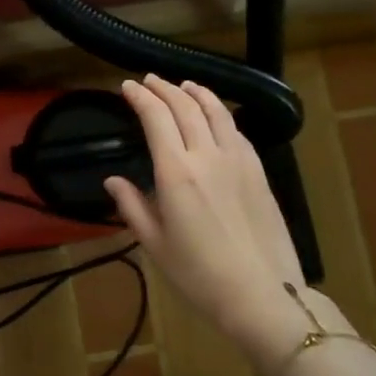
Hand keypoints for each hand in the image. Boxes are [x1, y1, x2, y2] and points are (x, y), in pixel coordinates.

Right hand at [105, 75, 351, 370]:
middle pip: (185, 107)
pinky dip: (221, 114)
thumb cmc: (199, 275)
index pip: (156, 118)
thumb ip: (132, 206)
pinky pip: (237, 131)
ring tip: (184, 85)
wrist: (262, 294)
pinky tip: (216, 116)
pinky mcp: (259, 172)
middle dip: (165, 88)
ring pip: (216, 112)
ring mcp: (238, 161)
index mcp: (176, 173)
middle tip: (150, 80)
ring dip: (196, 93)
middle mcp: (207, 156)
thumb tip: (113, 181)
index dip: (141, 98)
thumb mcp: (155, 245)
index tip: (127, 87)